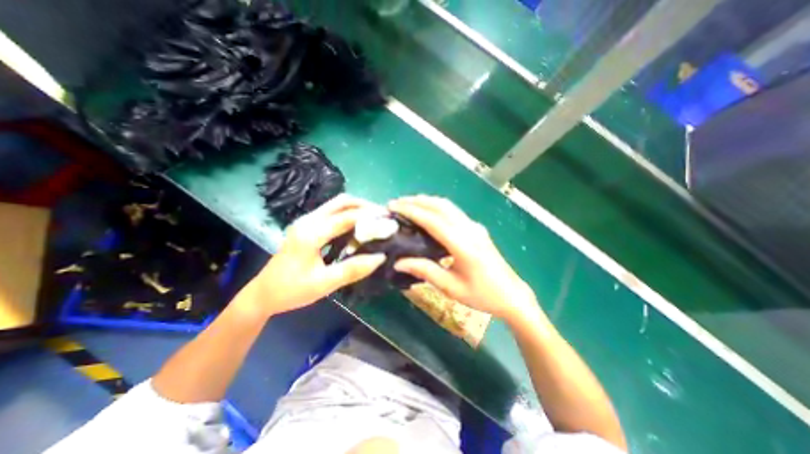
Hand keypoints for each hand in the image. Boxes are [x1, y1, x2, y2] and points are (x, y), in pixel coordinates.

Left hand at [247, 193, 385, 314]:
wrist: (263, 293)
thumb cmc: (292, 291)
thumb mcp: (324, 284)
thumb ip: (353, 269)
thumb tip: (380, 257)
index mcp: (310, 234)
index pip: (346, 218)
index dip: (369, 217)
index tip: (388, 219)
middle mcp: (308, 221)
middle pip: (341, 202)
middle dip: (365, 205)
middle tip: (383, 215)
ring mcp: (306, 221)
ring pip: (337, 204)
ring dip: (357, 208)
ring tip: (375, 219)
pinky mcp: (307, 225)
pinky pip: (332, 212)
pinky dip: (349, 214)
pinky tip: (359, 226)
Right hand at [391, 197, 536, 319]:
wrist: (512, 295)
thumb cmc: (482, 295)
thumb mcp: (451, 287)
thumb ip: (424, 271)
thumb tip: (398, 263)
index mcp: (463, 245)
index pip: (433, 220)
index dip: (411, 211)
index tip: (393, 207)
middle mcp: (470, 230)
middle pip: (441, 206)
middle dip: (417, 201)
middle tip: (397, 203)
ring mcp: (475, 227)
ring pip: (448, 206)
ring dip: (427, 201)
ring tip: (408, 204)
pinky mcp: (477, 229)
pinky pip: (453, 211)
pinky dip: (436, 207)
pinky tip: (427, 212)